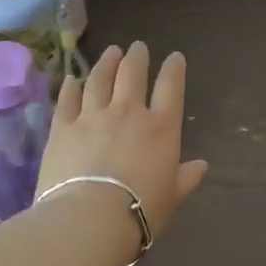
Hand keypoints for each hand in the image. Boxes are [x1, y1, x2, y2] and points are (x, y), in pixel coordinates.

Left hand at [38, 43, 208, 238]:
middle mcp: (128, 112)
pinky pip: (67, 99)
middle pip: (132, 74)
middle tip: (137, 47)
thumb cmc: (140, 211)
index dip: (173, 69)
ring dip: (106, 63)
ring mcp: (93, 116)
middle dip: (136, 57)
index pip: (171, 88)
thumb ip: (186, 178)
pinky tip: (72, 79)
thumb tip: (202, 166)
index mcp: (161, 128)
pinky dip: (71, 87)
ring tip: (110, 52)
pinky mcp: (63, 127)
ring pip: (99, 79)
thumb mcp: (172, 197)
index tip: (175, 57)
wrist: (89, 219)